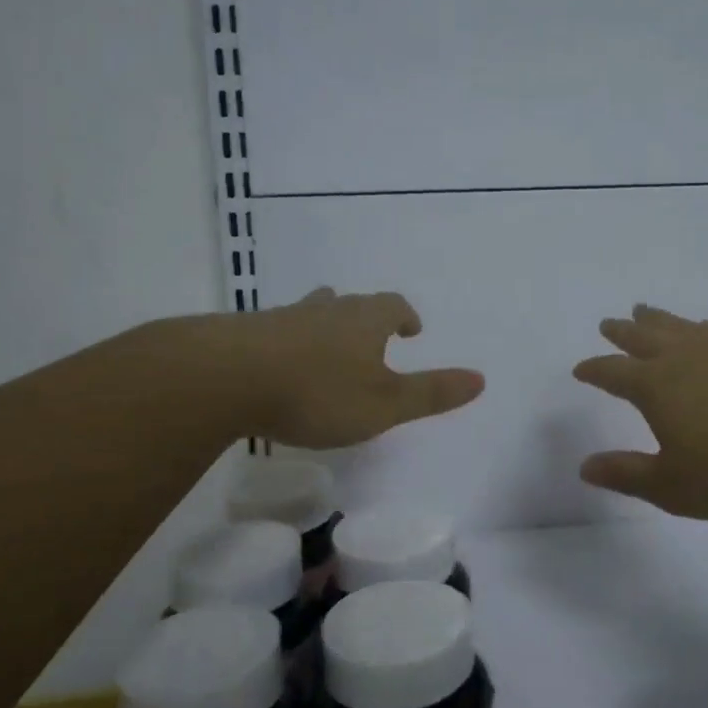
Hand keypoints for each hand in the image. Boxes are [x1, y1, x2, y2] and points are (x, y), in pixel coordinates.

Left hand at [215, 288, 484, 448]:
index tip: (411, 328)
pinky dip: (289, 341)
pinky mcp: (246, 335)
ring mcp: (283, 319)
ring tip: (326, 341)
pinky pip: (278, 330)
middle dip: (366, 317)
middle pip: (352, 304)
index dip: (404, 315)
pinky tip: (279, 363)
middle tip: (372, 333)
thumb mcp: (384, 404)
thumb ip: (431, 394)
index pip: (392, 306)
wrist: (225, 378)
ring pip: (312, 312)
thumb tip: (481, 379)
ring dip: (326, 324)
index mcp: (364, 321)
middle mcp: (326, 311)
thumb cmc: (317, 393)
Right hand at [572, 304, 707, 519]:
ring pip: (680, 325)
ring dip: (657, 319)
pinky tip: (705, 328)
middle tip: (608, 323)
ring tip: (645, 310)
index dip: (594, 370)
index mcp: (656, 386)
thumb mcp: (672, 486)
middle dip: (622, 332)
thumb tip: (585, 466)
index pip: (613, 372)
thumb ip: (627, 474)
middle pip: (643, 337)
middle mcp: (684, 357)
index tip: (580, 369)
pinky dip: (700, 327)